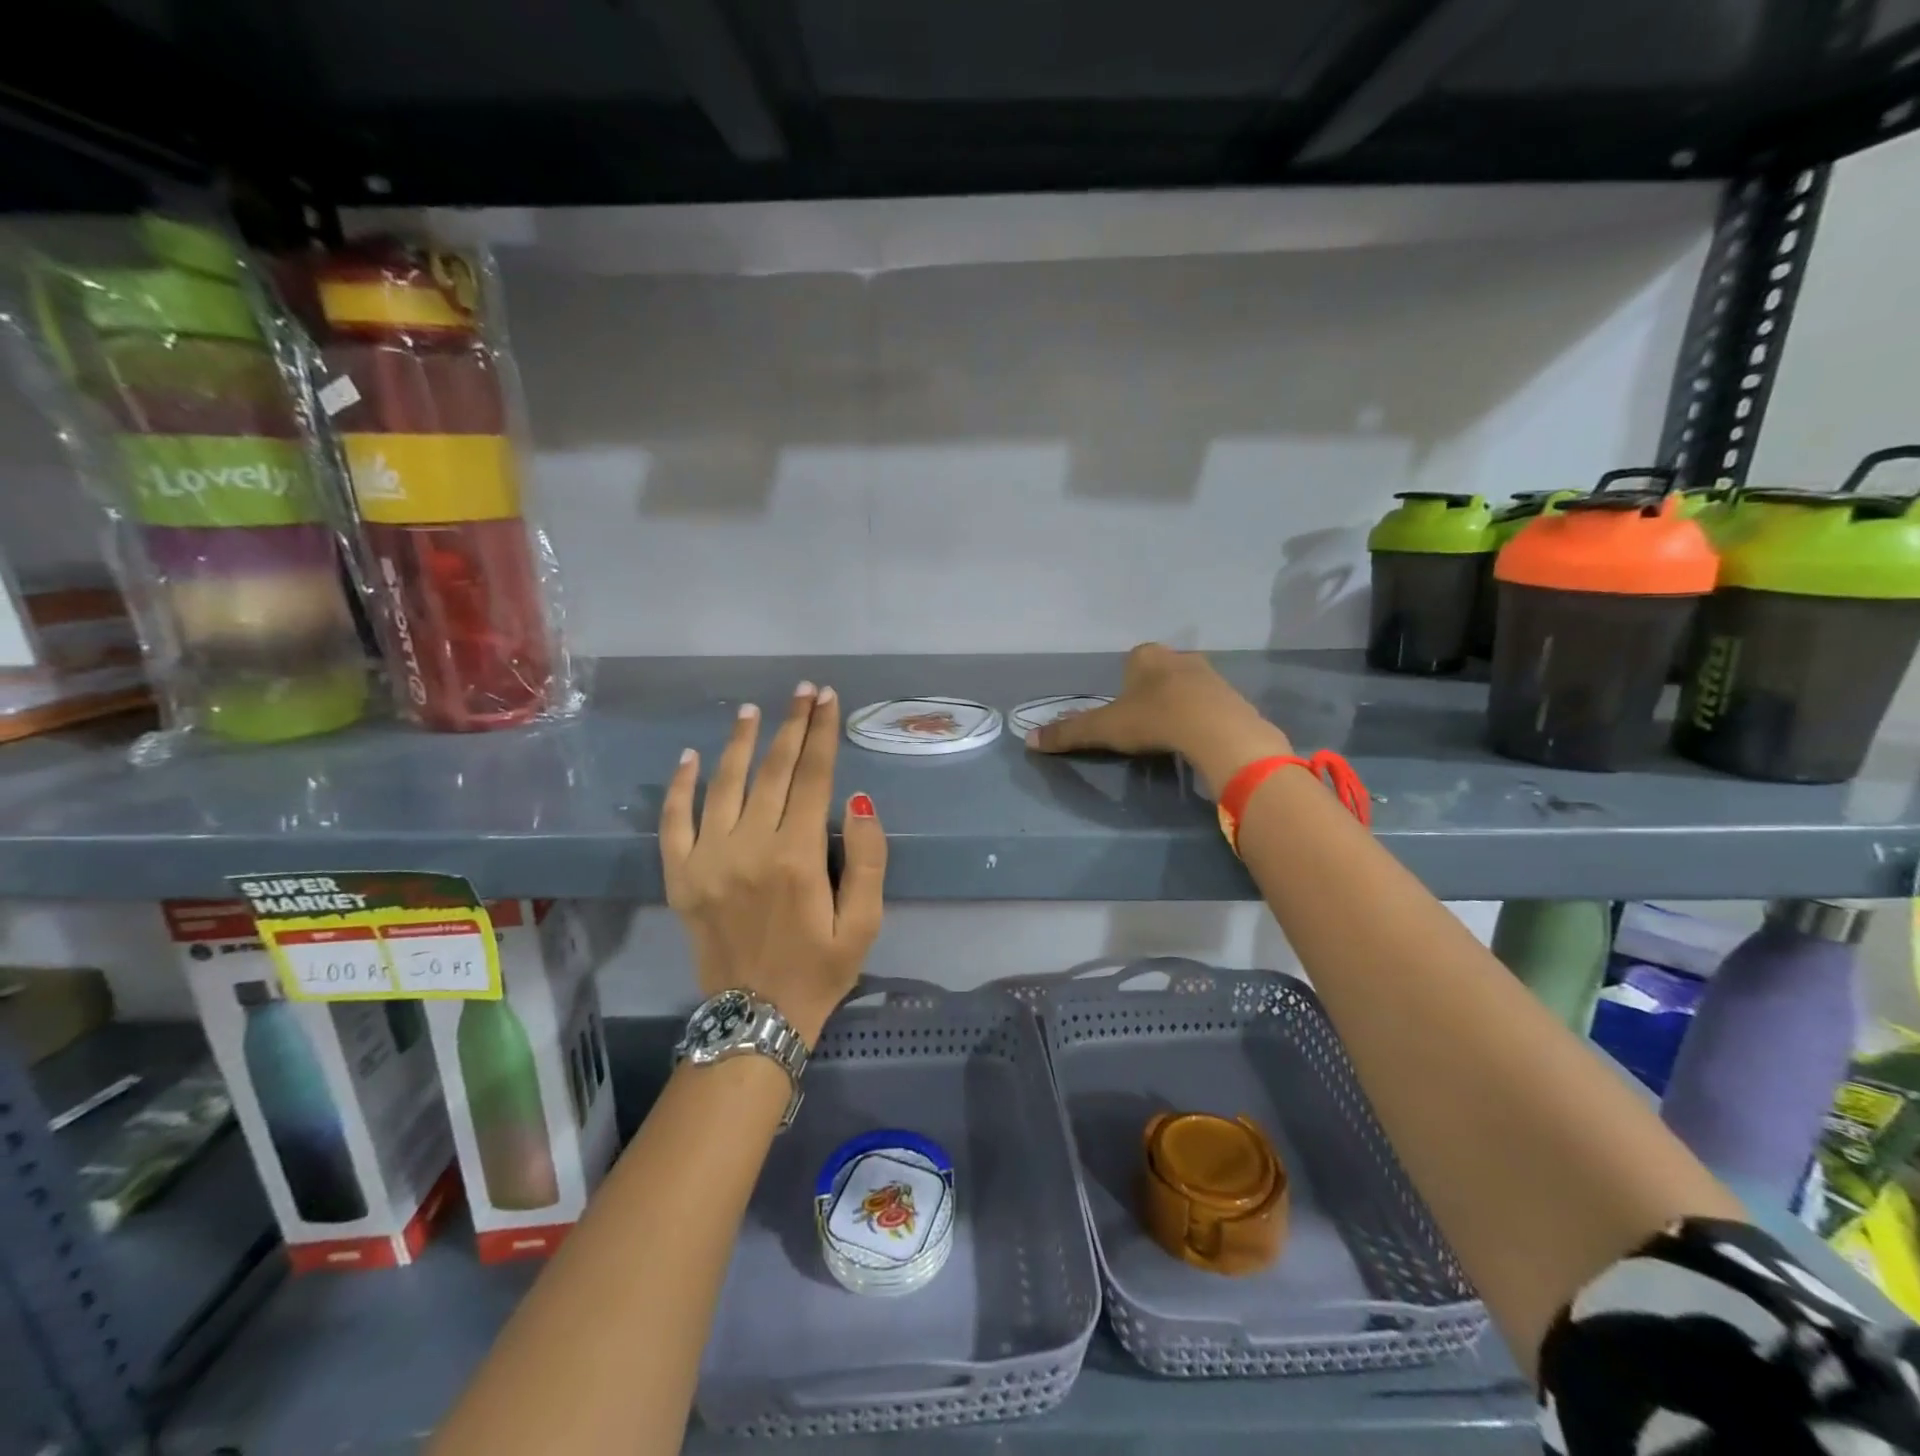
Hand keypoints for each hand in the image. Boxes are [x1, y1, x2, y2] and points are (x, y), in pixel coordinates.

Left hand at [661, 683, 885, 1043]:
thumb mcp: (864, 924)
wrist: (754, 1021)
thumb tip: (857, 800)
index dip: (822, 734)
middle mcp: (750, 847)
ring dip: (740, 743)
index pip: (814, 778)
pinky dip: (680, 786)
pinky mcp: (680, 876)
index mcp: (797, 857)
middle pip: (774, 771)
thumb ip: (868, 859)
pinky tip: (689, 756)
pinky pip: (674, 820)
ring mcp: (708, 860)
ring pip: (724, 784)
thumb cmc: (819, 971)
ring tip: (753, 711)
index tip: (827, 699)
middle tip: (802, 691)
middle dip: (792, 725)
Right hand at [1026, 643, 1291, 789]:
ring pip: (1186, 687)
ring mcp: (1209, 674)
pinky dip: (1201, 718)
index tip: (1124, 713)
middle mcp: (1178, 656)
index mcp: (1146, 655)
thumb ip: (1069, 733)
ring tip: (1171, 734)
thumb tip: (1029, 741)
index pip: (1131, 662)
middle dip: (1152, 693)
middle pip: (1159, 673)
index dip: (1125, 687)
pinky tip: (1196, 738)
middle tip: (1145, 724)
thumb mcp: (1104, 728)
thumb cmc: (1153, 719)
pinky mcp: (1231, 696)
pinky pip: (1210, 704)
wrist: (1215, 729)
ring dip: (1179, 704)